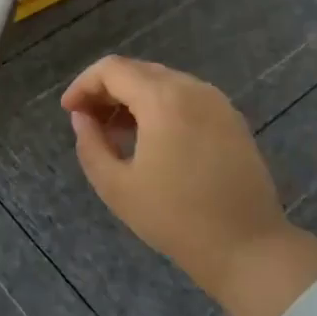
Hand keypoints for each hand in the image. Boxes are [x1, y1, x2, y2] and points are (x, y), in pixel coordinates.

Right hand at [62, 56, 316, 315]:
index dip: (84, 85)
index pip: (112, 69)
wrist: (247, 246)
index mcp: (163, 99)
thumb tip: (82, 117)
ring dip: (133, 98)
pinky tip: (150, 138)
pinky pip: (186, 97)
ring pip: (163, 82)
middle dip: (107, 90)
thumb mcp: (117, 186)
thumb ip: (91, 144)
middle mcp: (192, 88)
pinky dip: (160, 106)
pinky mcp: (231, 119)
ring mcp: (217, 102)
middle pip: (138, 71)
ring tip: (115, 132)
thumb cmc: (175, 218)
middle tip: (87, 120)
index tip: (68, 111)